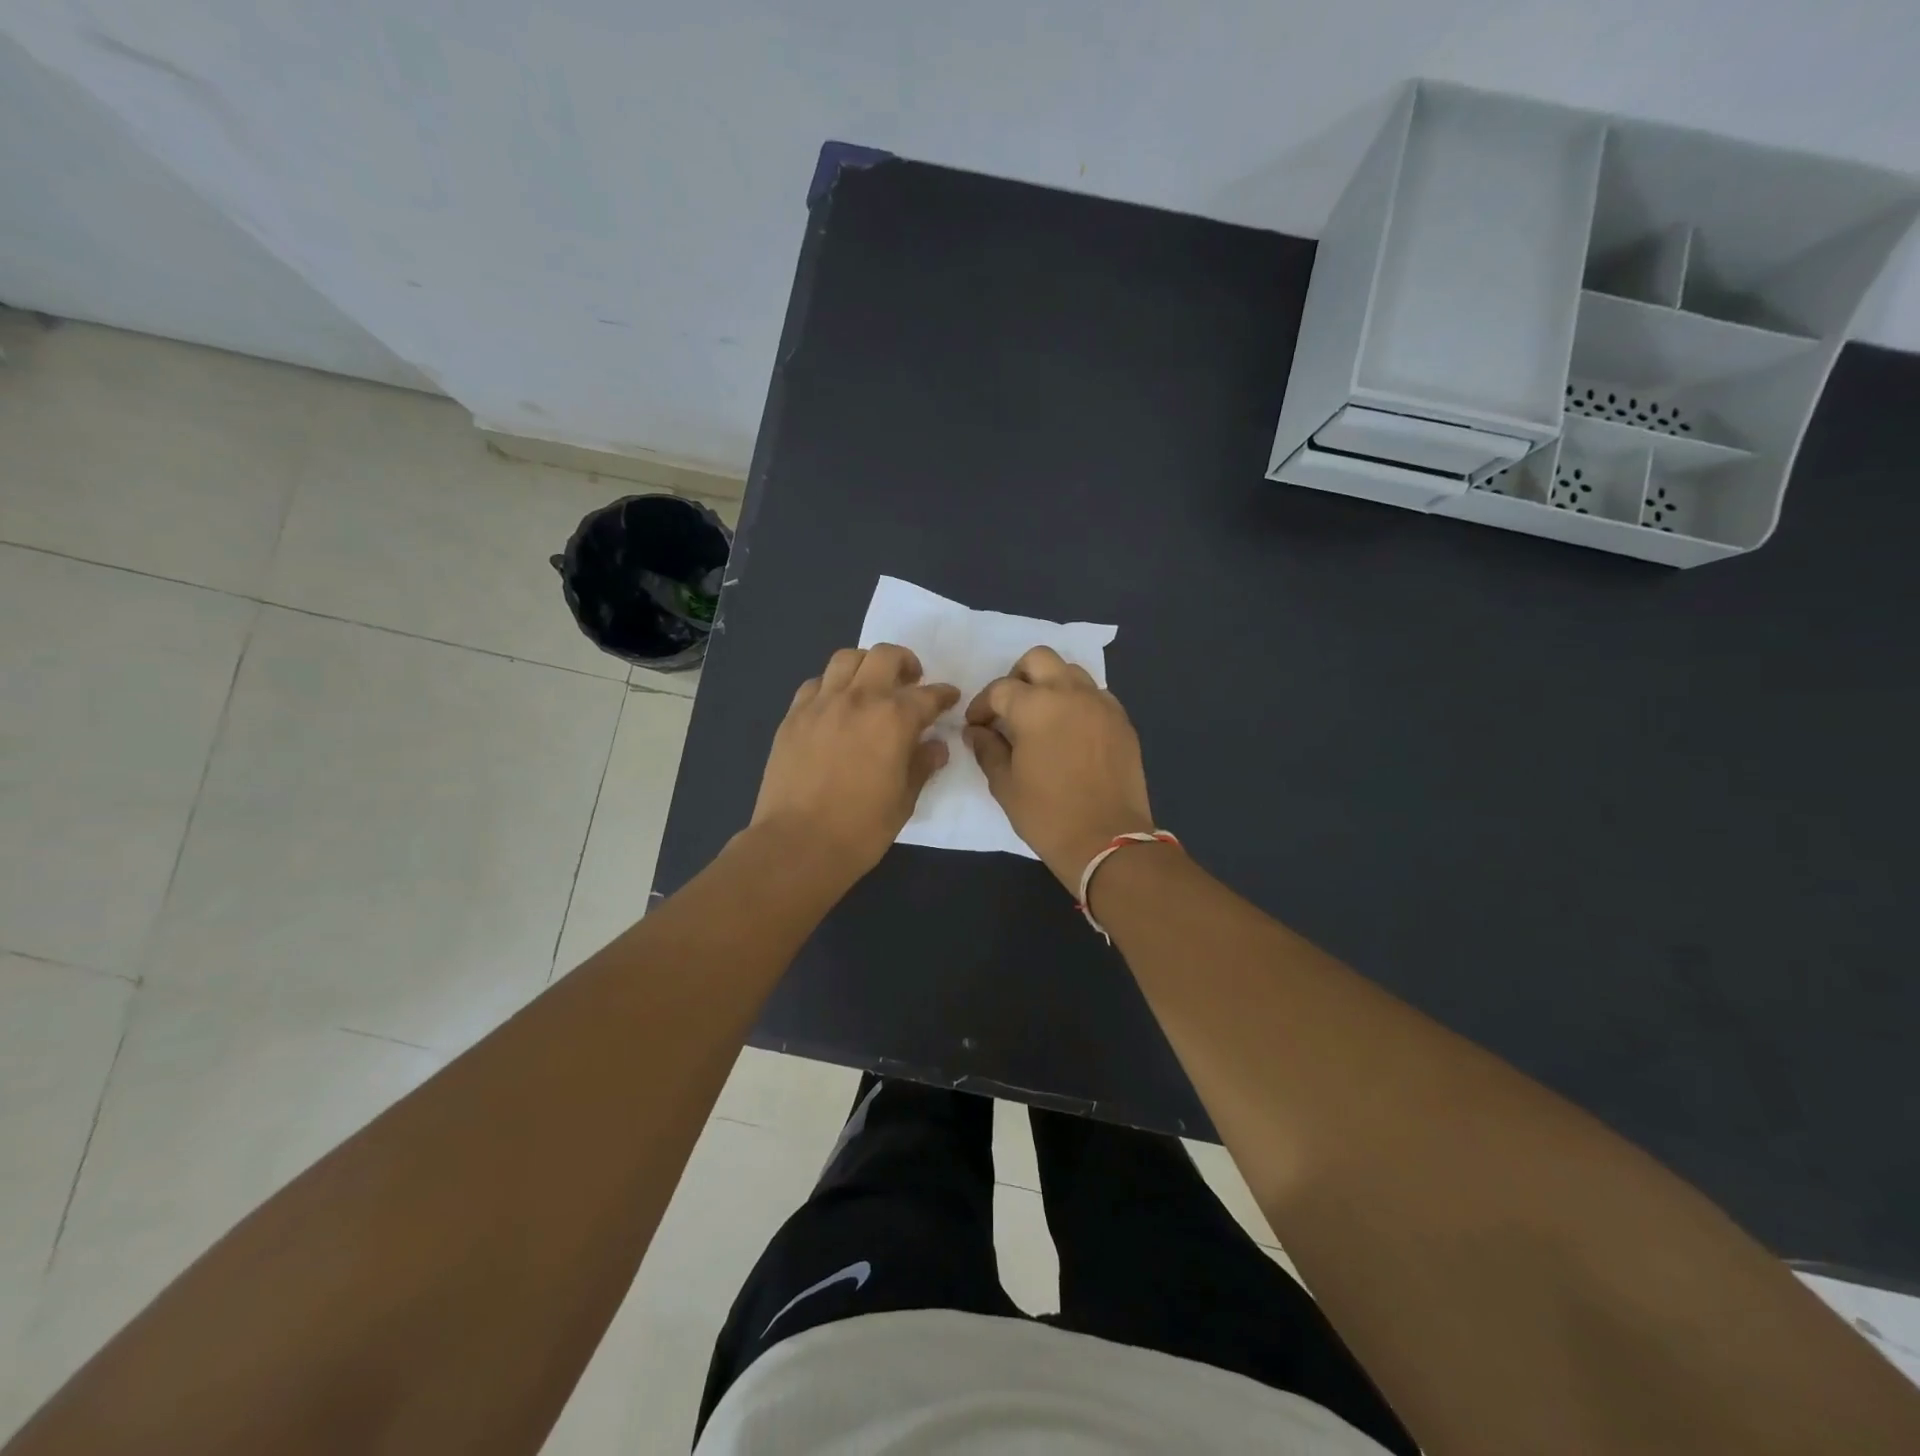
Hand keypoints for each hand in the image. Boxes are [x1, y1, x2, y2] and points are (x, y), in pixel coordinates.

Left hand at [752, 644, 958, 881]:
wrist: (798, 844)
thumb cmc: (861, 829)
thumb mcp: (904, 800)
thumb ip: (922, 765)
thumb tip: (935, 746)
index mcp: (894, 719)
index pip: (928, 695)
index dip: (944, 695)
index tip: (949, 698)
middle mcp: (859, 699)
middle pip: (885, 656)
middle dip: (905, 663)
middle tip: (910, 682)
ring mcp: (821, 704)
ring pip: (846, 659)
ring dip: (866, 665)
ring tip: (870, 686)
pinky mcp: (793, 716)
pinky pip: (815, 684)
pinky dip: (831, 686)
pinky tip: (835, 707)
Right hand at [964, 646, 1155, 890]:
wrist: (1108, 840)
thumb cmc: (1048, 815)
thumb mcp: (1005, 785)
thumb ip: (988, 749)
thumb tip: (977, 731)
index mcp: (1035, 706)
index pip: (1000, 689)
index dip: (982, 706)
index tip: (976, 726)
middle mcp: (1070, 693)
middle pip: (1039, 659)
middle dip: (1017, 677)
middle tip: (1009, 707)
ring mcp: (1101, 704)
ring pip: (1071, 671)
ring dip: (1050, 684)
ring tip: (1041, 715)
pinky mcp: (1121, 720)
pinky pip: (1095, 694)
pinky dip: (1077, 701)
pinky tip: (1070, 730)